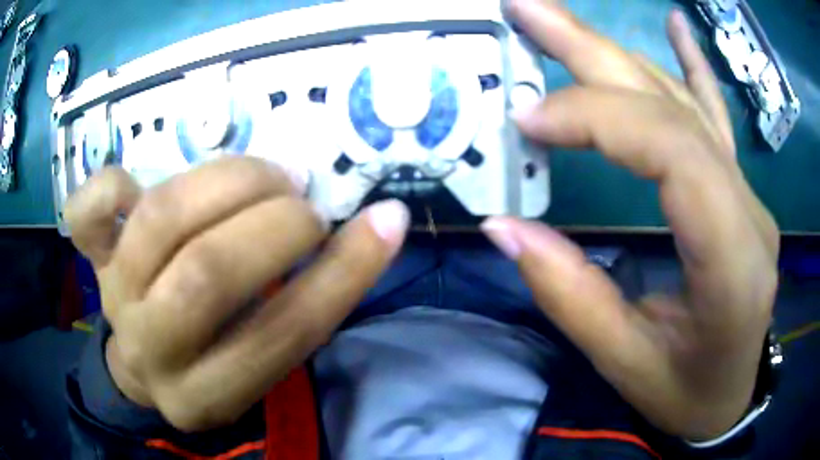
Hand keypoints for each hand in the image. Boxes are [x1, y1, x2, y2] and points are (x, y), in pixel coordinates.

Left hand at [65, 157, 408, 431]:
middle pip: (207, 275)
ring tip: (264, 176)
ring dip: (226, 182)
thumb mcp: (263, 354)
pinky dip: (110, 183)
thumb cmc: (214, 357)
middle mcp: (152, 350)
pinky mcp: (93, 258)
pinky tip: (138, 182)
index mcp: (209, 394)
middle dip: (274, 224)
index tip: (384, 221)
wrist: (145, 361)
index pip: (283, 334)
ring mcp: (114, 295)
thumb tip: (378, 223)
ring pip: (160, 221)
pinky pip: (88, 213)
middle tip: (303, 201)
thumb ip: (309, 297)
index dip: (343, 273)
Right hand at [482, 0, 778, 439]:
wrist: (728, 398)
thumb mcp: (626, 364)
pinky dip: (693, 65)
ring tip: (562, 18)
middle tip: (527, 11)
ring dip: (619, 52)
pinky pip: (716, 117)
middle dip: (594, 53)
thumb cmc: (685, 393)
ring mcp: (748, 195)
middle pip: (674, 109)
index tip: (529, 120)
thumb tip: (504, 227)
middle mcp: (749, 212)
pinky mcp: (740, 193)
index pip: (672, 153)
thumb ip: (570, 295)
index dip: (597, 119)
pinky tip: (679, 27)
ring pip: (685, 104)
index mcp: (732, 263)